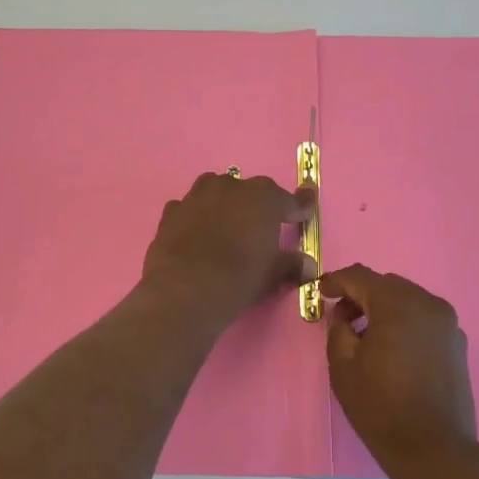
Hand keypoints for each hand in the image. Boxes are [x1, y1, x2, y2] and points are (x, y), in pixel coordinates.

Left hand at [143, 172, 316, 325]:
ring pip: (215, 192)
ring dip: (223, 204)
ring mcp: (197, 196)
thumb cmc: (239, 278)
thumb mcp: (272, 275)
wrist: (185, 290)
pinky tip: (195, 236)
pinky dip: (194, 219)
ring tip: (225, 227)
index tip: (306, 211)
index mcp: (263, 198)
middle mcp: (230, 187)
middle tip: (259, 229)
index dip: (300, 207)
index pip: (289, 200)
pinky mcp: (171, 212)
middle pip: (249, 191)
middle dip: (256, 207)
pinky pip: (188, 209)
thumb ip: (291, 265)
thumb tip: (307, 266)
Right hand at [321, 265, 478, 474]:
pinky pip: (424, 318)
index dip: (336, 280)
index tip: (320, 292)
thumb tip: (344, 315)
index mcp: (398, 305)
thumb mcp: (343, 367)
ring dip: (384, 308)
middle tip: (341, 317)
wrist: (434, 448)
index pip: (361, 276)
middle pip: (387, 284)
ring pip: (408, 299)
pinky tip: (392, 348)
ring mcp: (447, 323)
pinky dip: (404, 322)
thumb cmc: (380, 407)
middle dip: (361, 294)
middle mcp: (428, 303)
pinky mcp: (457, 342)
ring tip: (366, 334)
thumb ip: (338, 329)